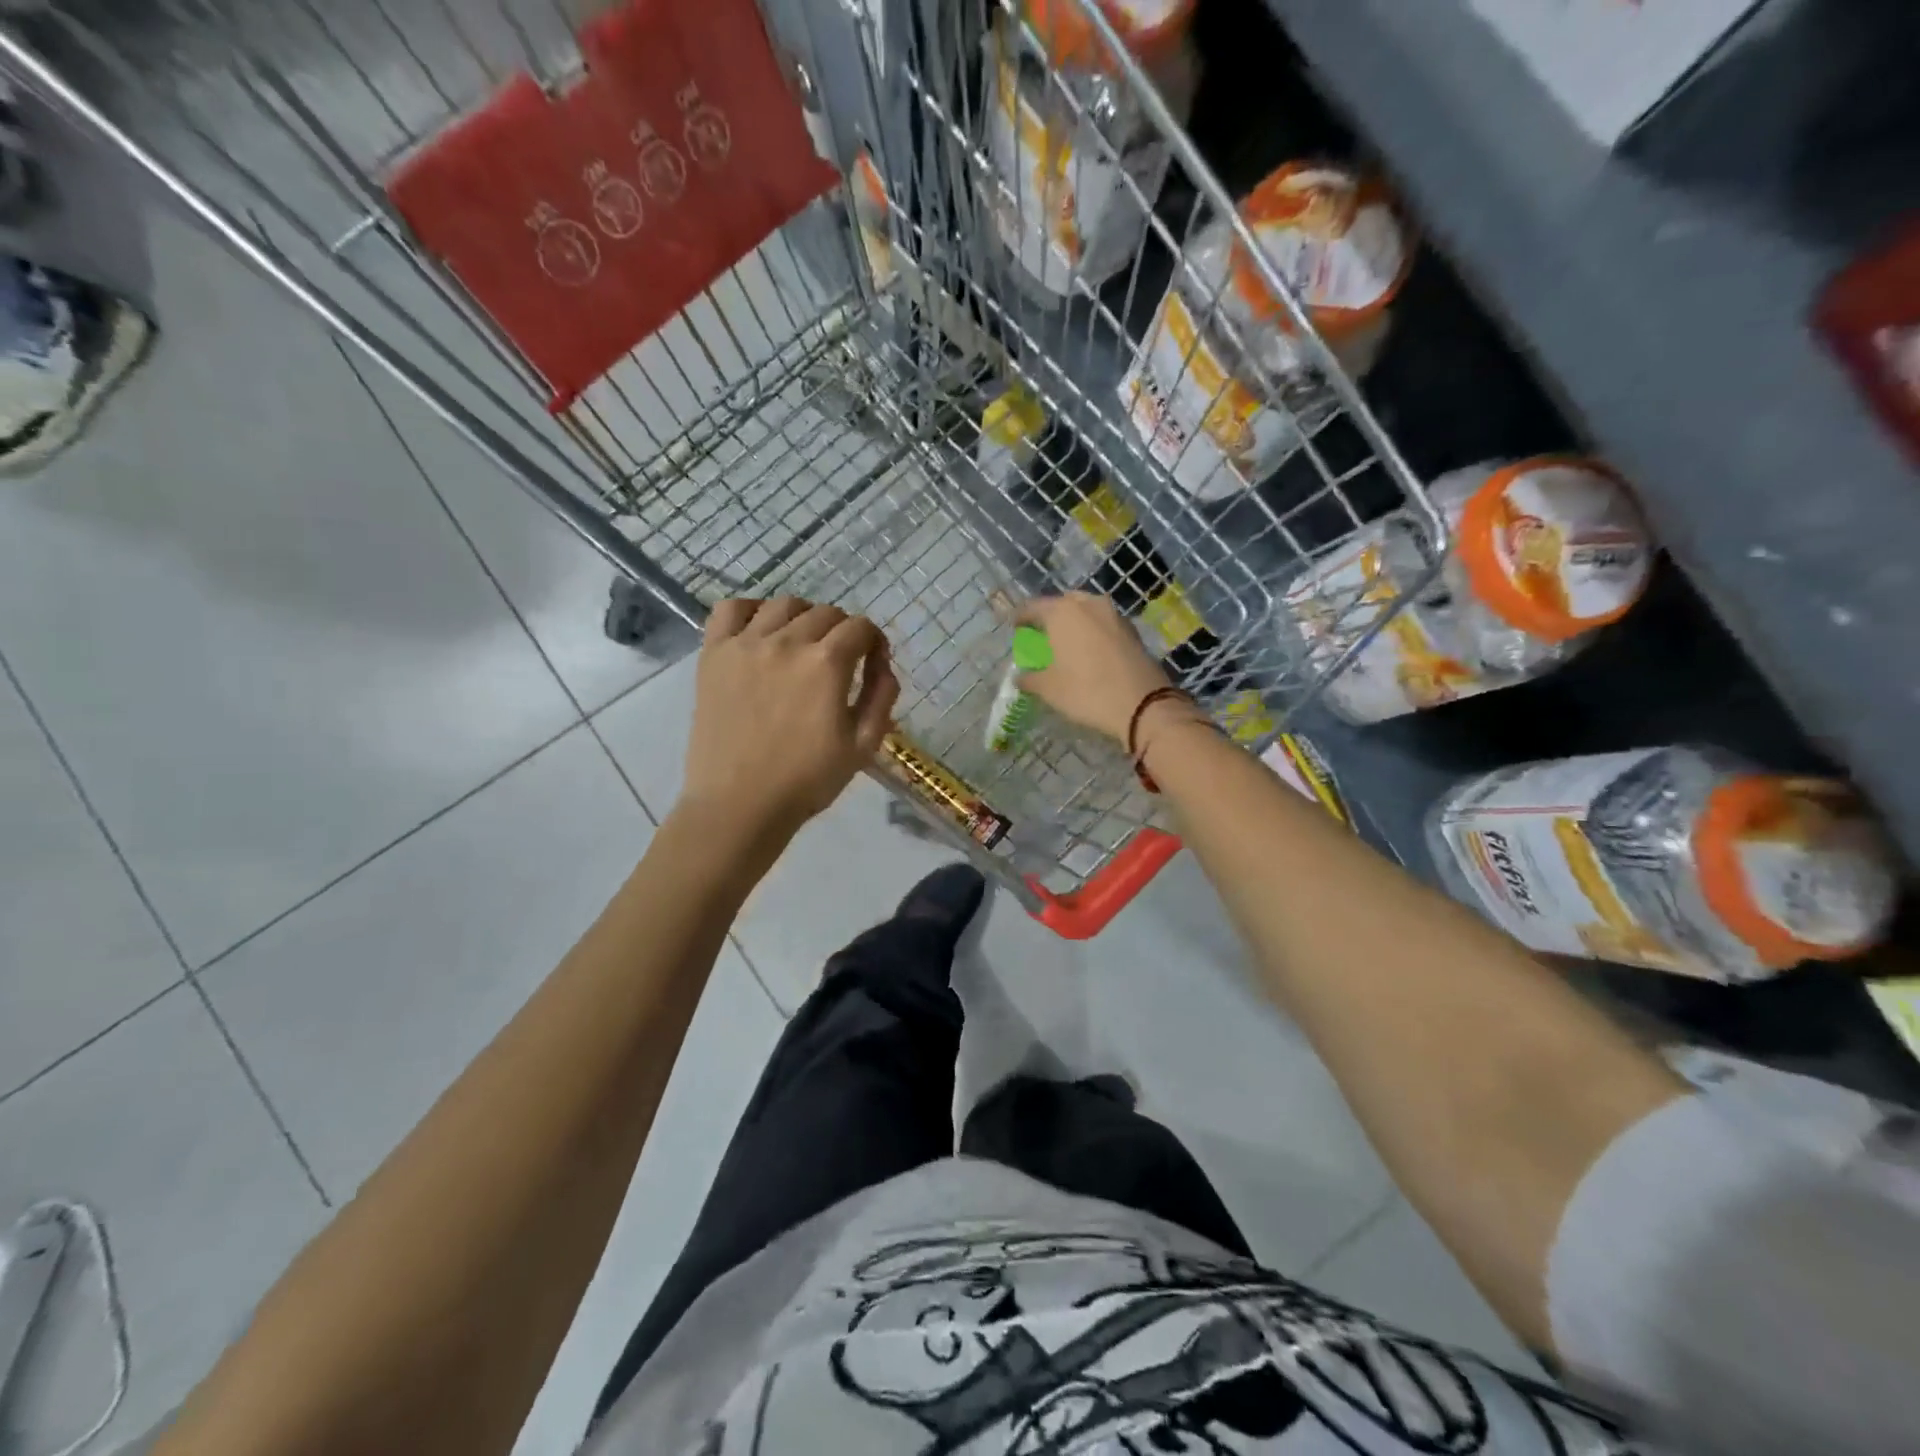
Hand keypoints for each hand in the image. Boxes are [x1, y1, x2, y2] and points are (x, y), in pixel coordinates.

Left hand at [682, 597, 898, 834]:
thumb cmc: (807, 781)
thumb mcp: (863, 745)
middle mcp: (787, 642)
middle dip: (842, 632)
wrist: (740, 805)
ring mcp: (745, 644)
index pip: (861, 628)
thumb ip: (882, 697)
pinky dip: (750, 611)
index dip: (874, 643)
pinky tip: (760, 631)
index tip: (873, 664)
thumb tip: (883, 665)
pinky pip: (730, 610)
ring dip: (803, 617)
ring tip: (802, 644)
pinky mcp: (713, 655)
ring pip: (783, 605)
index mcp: (827, 663)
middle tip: (839, 662)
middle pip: (825, 613)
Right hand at [1015, 592, 1172, 742]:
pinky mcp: (1131, 629)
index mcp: (1062, 612)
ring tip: (1065, 642)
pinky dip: (1092, 632)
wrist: (1143, 704)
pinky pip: (1103, 623)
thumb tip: (1020, 678)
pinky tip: (1089, 650)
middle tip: (1041, 634)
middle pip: (1061, 604)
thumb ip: (1030, 679)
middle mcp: (1088, 604)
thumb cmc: (1087, 691)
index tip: (1014, 627)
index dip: (1020, 617)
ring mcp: (1114, 614)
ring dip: (1073, 623)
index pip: (1032, 607)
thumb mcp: (1049, 689)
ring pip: (1086, 611)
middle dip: (1049, 617)